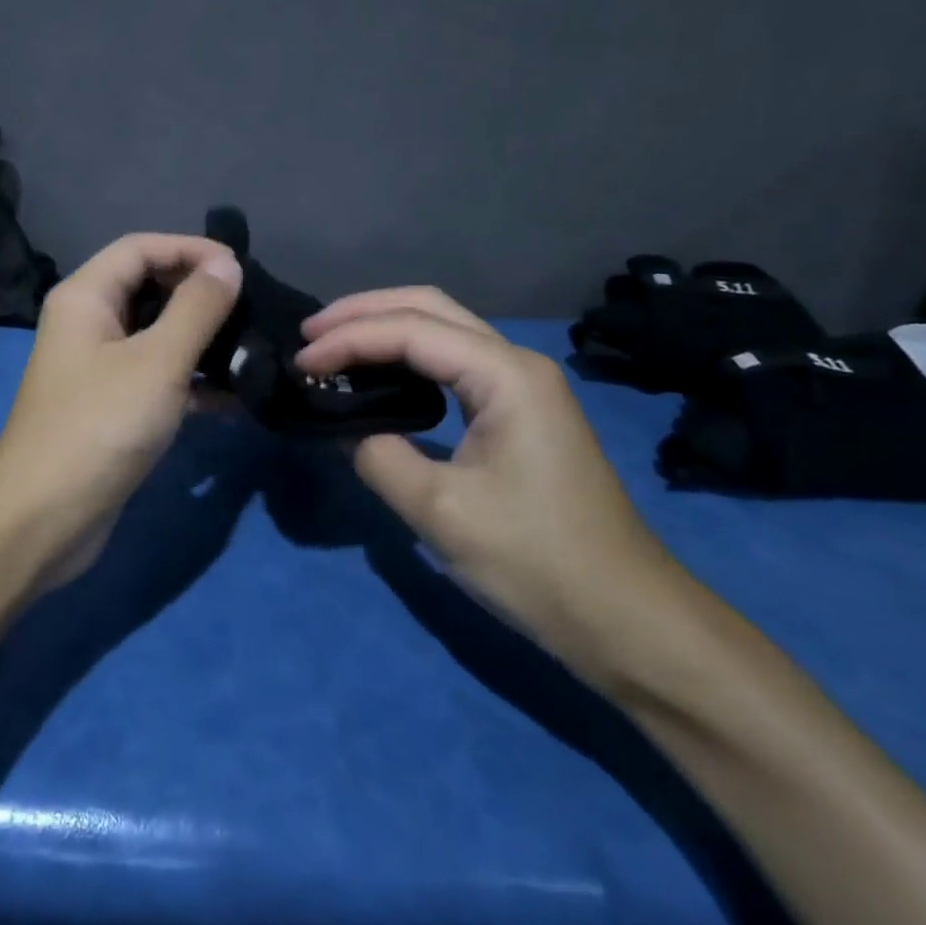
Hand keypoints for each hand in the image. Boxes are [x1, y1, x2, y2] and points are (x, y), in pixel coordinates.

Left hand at [0, 232, 242, 589]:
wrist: (44, 518)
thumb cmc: (99, 425)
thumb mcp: (157, 361)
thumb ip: (196, 308)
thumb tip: (227, 265)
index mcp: (85, 297)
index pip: (140, 248)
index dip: (190, 249)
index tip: (240, 268)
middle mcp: (87, 324)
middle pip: (148, 288)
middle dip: (198, 293)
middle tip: (250, 307)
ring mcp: (98, 368)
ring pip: (156, 336)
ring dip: (201, 339)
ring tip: (251, 348)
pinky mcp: (112, 408)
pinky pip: (157, 378)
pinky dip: (192, 381)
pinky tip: (234, 397)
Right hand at [296, 287, 680, 677]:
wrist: (624, 617)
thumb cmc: (535, 560)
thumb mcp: (439, 511)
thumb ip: (379, 456)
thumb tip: (345, 429)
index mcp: (504, 374)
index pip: (410, 331)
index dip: (348, 339)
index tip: (301, 362)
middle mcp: (516, 363)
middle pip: (429, 307)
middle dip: (364, 311)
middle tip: (309, 332)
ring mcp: (522, 386)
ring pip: (443, 329)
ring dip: (384, 328)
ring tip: (331, 344)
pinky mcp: (519, 411)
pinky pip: (452, 362)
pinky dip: (406, 356)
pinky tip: (379, 373)